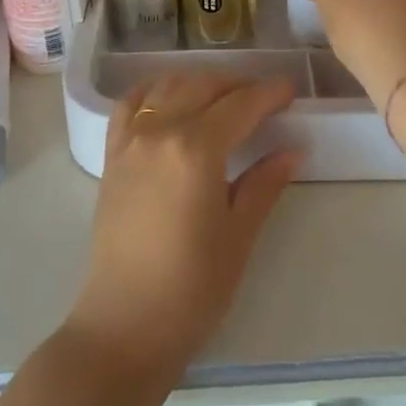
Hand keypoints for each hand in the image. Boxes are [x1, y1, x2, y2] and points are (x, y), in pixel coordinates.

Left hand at [66, 74, 301, 377]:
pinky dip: (153, 91)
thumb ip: (264, 183)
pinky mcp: (112, 154)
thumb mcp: (239, 234)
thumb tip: (294, 149)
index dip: (269, 93)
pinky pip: (130, 104)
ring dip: (198, 82)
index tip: (290, 89)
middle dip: (238, 84)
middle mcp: (160, 131)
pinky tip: (169, 99)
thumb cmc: (193, 287)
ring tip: (223, 96)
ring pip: (167, 87)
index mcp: (196, 149)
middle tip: (264, 97)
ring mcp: (130, 140)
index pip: (240, 105)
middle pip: (203, 86)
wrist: (126, 323)